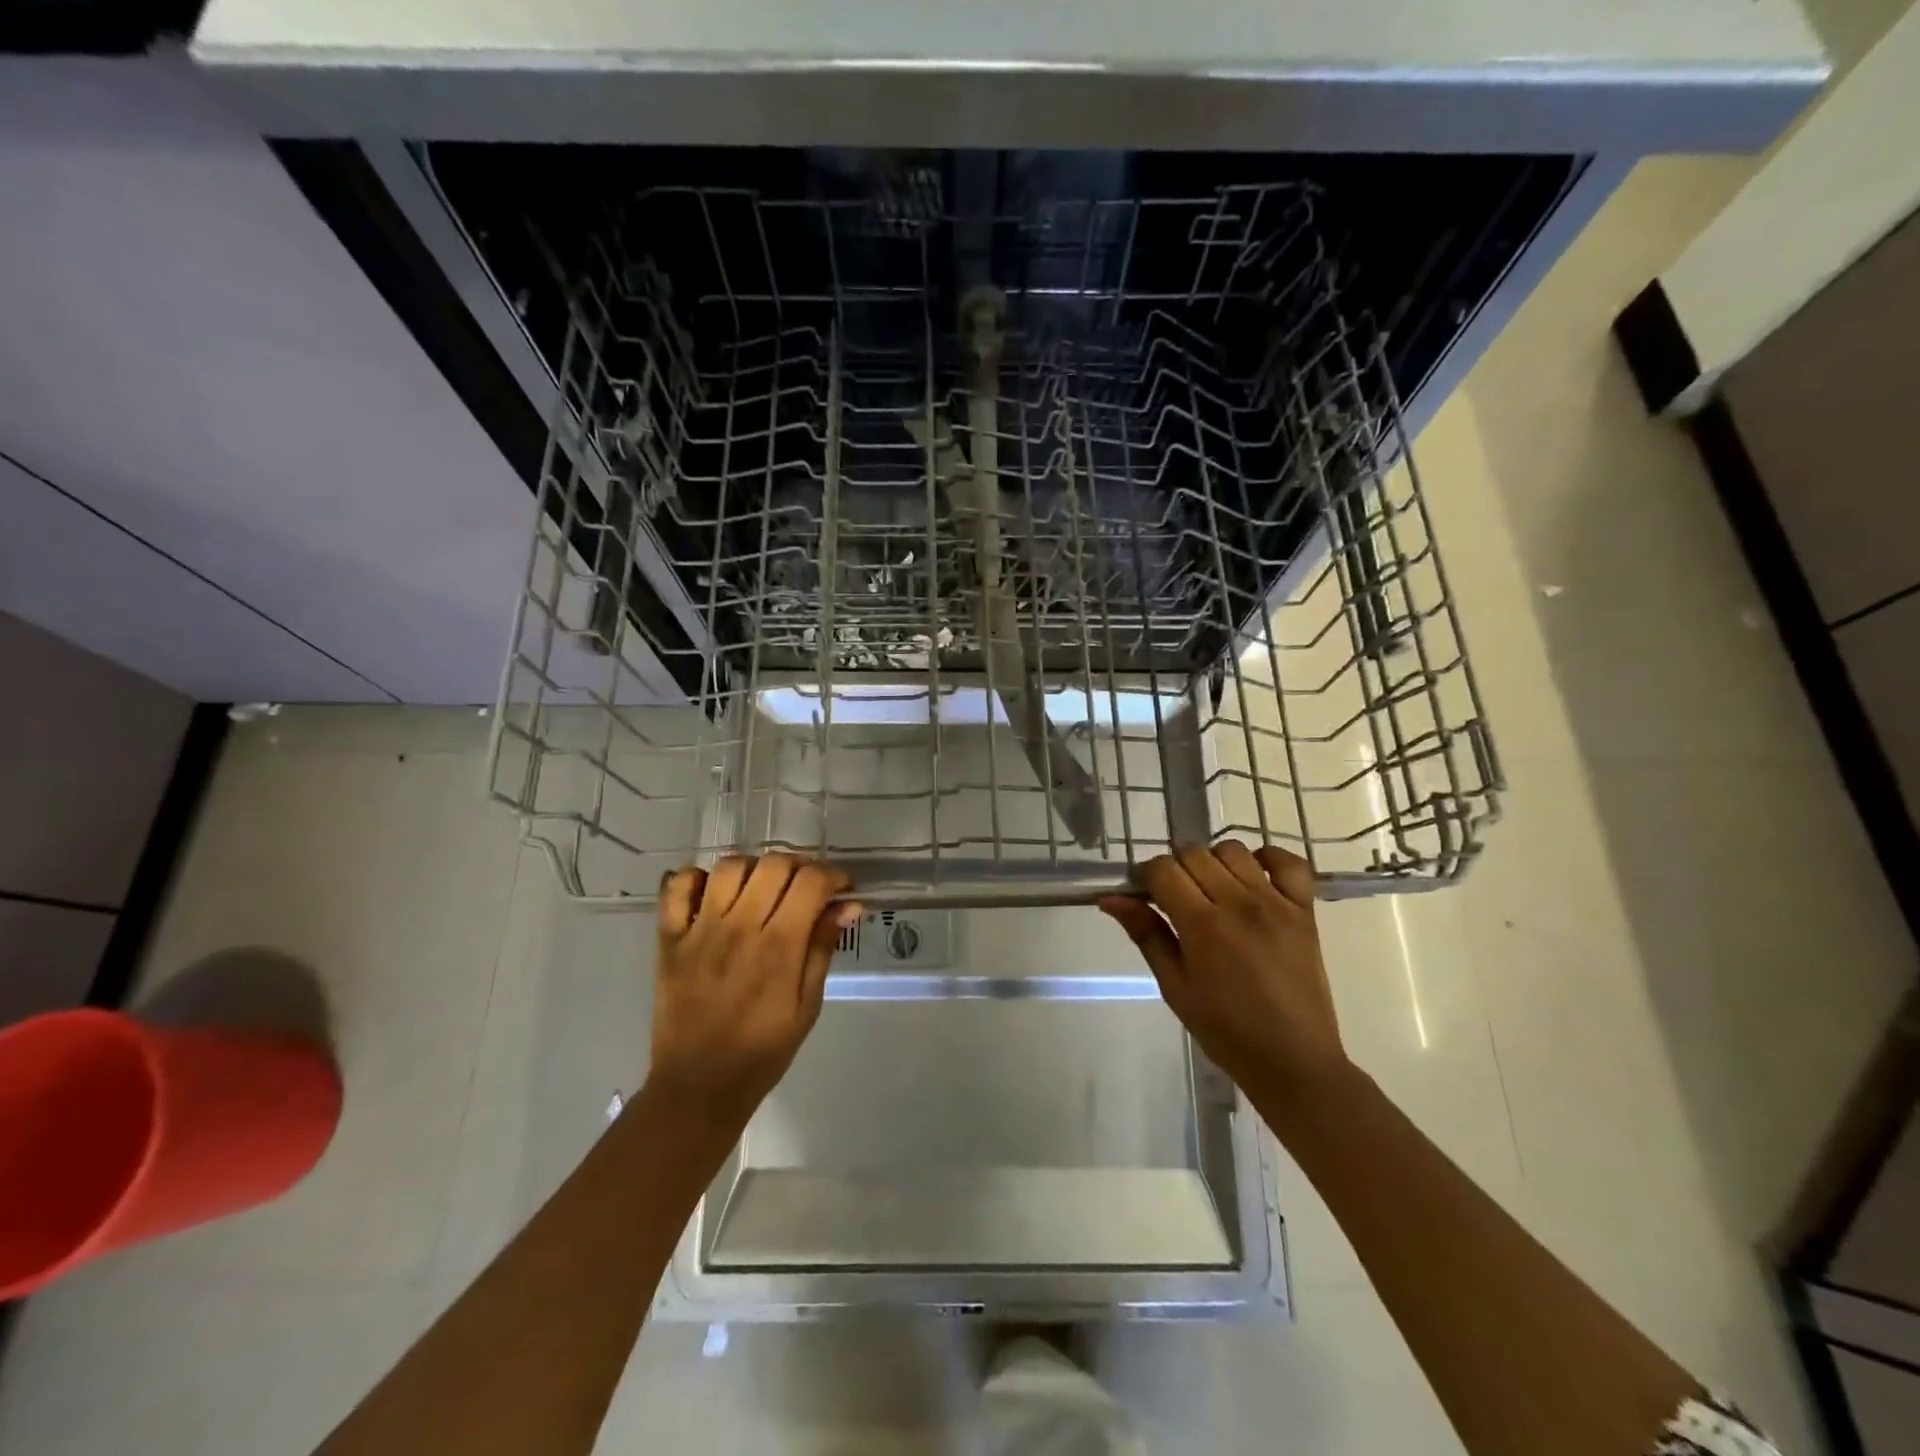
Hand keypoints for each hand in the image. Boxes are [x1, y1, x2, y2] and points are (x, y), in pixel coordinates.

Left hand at [649, 855, 859, 1132]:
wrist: (698, 1086)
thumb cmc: (763, 1050)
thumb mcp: (808, 1006)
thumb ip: (823, 948)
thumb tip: (848, 904)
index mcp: (778, 947)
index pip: (811, 881)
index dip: (833, 875)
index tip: (842, 888)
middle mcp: (739, 927)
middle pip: (774, 864)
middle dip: (800, 866)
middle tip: (805, 888)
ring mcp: (699, 929)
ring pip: (729, 867)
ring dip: (754, 868)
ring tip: (763, 888)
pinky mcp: (669, 938)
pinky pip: (676, 887)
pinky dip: (696, 878)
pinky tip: (714, 894)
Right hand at [1100, 842, 1348, 1106]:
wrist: (1293, 1061)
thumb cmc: (1225, 1030)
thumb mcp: (1174, 986)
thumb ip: (1146, 935)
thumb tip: (1110, 899)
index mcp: (1202, 925)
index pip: (1163, 870)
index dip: (1146, 875)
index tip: (1144, 893)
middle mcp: (1239, 904)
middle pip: (1194, 853)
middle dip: (1175, 866)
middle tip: (1175, 897)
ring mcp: (1276, 903)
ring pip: (1233, 850)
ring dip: (1213, 860)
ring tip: (1211, 889)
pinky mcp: (1304, 910)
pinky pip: (1289, 862)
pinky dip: (1268, 858)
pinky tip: (1253, 875)